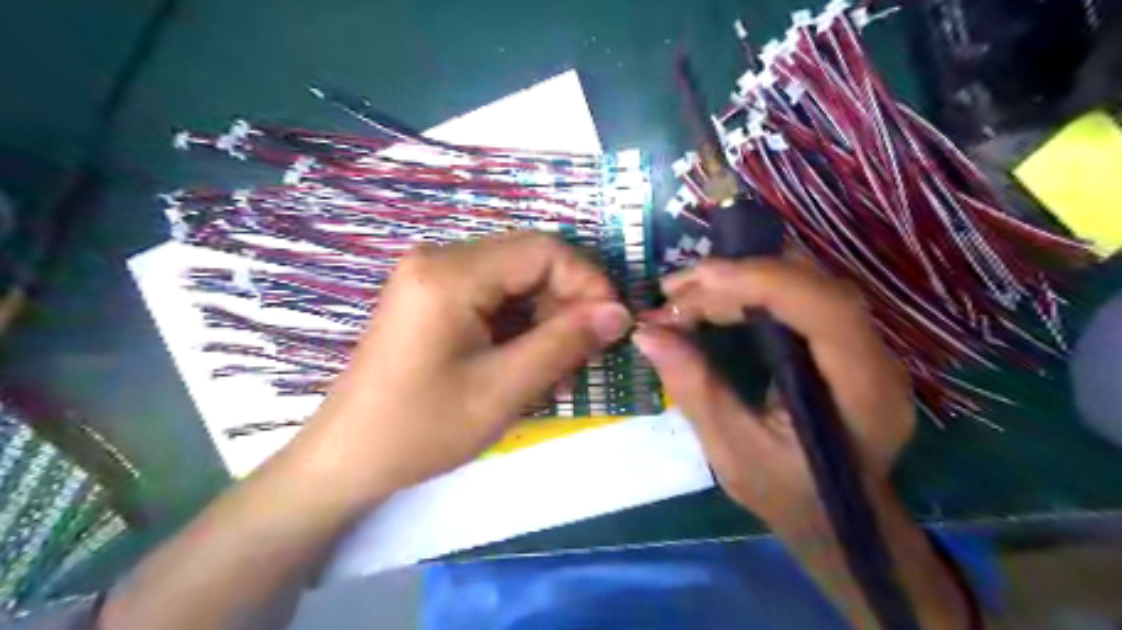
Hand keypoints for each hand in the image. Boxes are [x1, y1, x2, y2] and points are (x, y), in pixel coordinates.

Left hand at [287, 230, 628, 512]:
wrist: (348, 458)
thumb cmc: (421, 429)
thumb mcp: (503, 389)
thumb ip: (565, 343)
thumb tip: (620, 313)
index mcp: (450, 272)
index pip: (543, 250)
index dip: (588, 281)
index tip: (612, 326)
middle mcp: (440, 259)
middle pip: (530, 260)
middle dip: (568, 303)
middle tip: (585, 353)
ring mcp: (433, 276)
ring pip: (516, 280)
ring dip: (547, 317)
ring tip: (559, 369)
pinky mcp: (433, 297)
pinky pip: (494, 296)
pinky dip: (522, 325)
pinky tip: (530, 363)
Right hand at [629, 257, 908, 524]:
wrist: (835, 516)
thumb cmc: (788, 495)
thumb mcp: (732, 452)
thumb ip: (695, 389)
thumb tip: (648, 333)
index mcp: (864, 394)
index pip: (827, 310)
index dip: (763, 283)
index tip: (696, 283)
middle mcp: (877, 357)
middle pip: (813, 286)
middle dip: (738, 277)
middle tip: (673, 292)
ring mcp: (864, 343)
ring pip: (806, 281)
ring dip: (741, 277)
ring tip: (685, 293)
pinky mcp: (841, 339)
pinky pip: (798, 294)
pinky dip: (751, 288)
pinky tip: (716, 300)